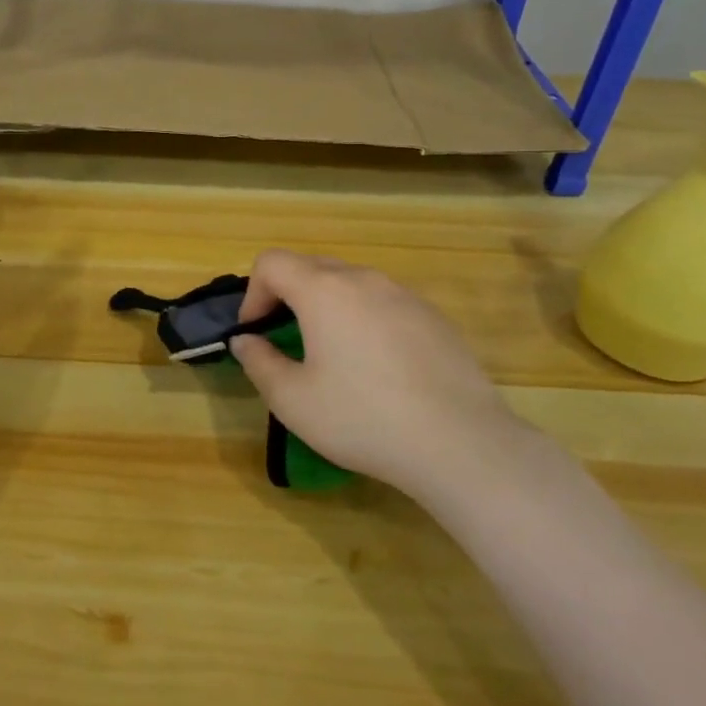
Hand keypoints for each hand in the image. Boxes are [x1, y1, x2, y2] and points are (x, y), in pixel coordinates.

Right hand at [230, 250, 529, 494]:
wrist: (459, 442)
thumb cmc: (362, 418)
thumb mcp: (292, 400)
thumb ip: (258, 362)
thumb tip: (246, 341)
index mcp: (323, 291)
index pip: (272, 263)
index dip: (253, 294)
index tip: (255, 333)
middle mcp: (364, 280)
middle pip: (311, 267)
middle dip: (287, 296)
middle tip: (285, 340)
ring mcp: (405, 295)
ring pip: (351, 284)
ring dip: (328, 307)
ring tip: (332, 355)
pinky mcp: (434, 317)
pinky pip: (385, 304)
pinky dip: (365, 320)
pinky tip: (379, 368)